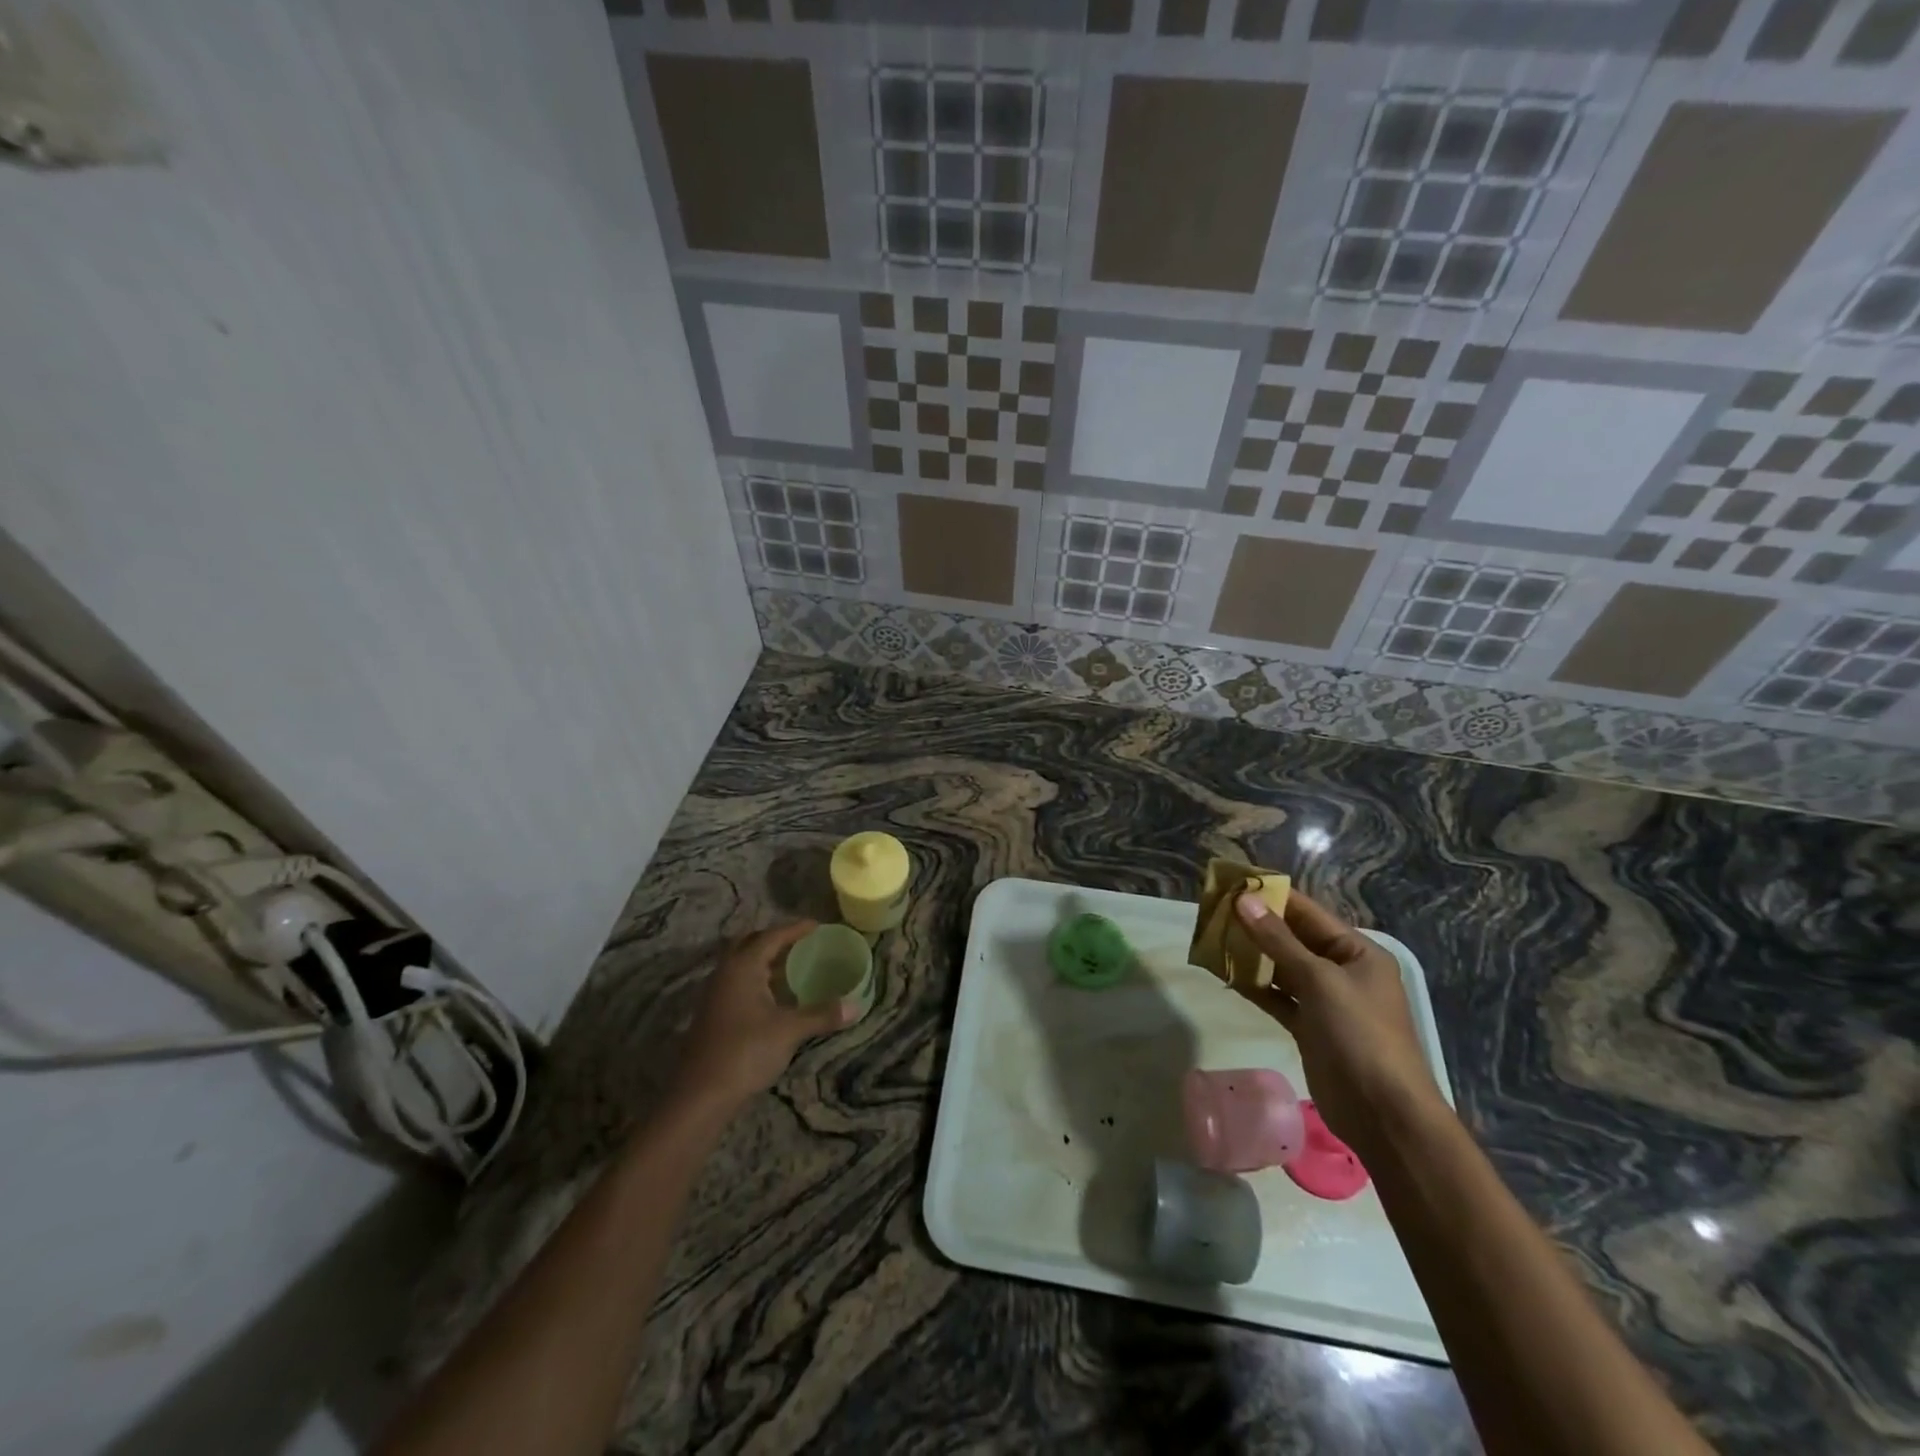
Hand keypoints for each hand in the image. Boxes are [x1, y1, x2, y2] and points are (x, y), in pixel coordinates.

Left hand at [669, 922, 852, 1117]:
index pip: (771, 936)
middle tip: (800, 942)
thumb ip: (822, 1014)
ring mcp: (715, 994)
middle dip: (774, 939)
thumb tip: (856, 1006)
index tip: (817, 925)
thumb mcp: (789, 1031)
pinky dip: (757, 979)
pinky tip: (774, 997)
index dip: (795, 929)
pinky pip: (738, 983)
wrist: (701, 1095)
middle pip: (750, 943)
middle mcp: (725, 973)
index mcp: (742, 967)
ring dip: (764, 960)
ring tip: (792, 966)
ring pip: (741, 964)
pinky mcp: (713, 1015)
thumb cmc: (746, 1052)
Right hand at [1233, 889, 1447, 1163]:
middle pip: (1292, 938)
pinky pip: (1277, 996)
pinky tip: (1226, 976)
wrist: (1383, 1114)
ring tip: (1212, 939)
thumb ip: (1278, 940)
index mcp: (1357, 952)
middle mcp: (1342, 970)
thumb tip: (1244, 900)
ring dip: (1251, 955)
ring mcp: (1325, 1000)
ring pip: (1281, 967)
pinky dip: (1255, 986)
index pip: (1308, 913)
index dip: (1272, 896)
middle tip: (1213, 911)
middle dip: (1256, 925)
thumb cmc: (1360, 1035)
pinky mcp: (1309, 1026)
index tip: (1233, 883)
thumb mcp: (1319, 980)